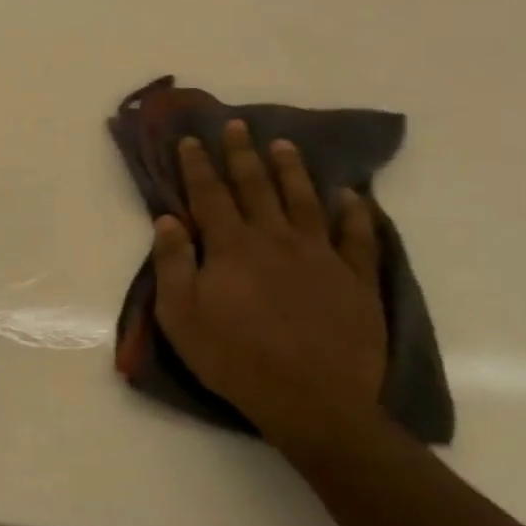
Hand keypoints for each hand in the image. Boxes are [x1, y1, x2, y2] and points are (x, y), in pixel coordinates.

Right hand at [151, 121, 386, 445]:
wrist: (312, 400)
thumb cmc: (233, 357)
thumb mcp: (180, 315)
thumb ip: (173, 263)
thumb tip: (167, 219)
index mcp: (232, 247)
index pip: (210, 195)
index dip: (198, 165)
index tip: (192, 139)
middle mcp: (276, 239)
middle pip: (257, 187)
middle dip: (242, 154)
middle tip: (237, 126)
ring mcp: (322, 257)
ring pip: (305, 201)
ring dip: (292, 171)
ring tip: (284, 146)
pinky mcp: (356, 280)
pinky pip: (359, 238)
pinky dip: (356, 214)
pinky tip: (352, 197)